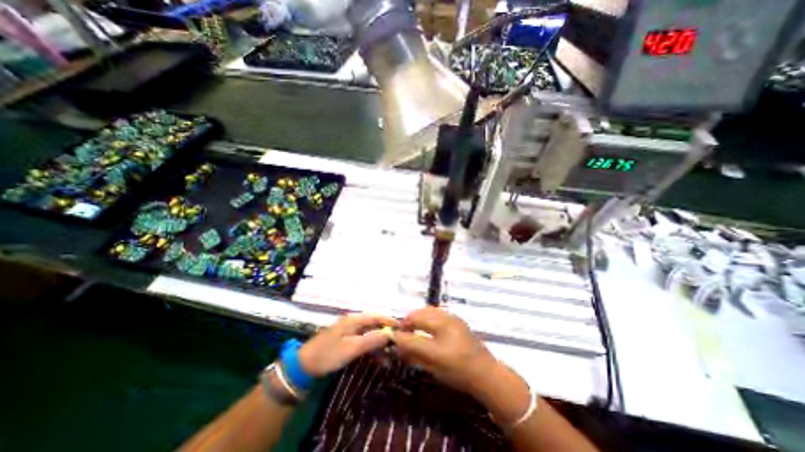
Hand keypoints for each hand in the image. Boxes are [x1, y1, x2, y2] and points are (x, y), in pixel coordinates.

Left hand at [297, 313, 397, 375]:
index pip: (376, 316)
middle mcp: (353, 322)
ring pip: (369, 333)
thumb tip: (389, 334)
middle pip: (374, 324)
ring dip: (380, 341)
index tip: (402, 327)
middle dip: (386, 332)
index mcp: (354, 320)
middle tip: (398, 341)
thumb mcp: (351, 348)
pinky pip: (363, 341)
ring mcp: (349, 331)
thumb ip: (371, 340)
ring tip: (391, 352)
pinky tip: (378, 357)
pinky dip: (371, 347)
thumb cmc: (328, 354)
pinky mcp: (346, 340)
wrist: (304, 366)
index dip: (389, 320)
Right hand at [393, 307, 497, 394]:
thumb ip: (413, 354)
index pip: (412, 334)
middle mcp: (445, 323)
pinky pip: (437, 310)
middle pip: (418, 315)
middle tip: (403, 331)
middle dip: (407, 321)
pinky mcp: (456, 317)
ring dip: (417, 316)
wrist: (485, 372)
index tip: (393, 337)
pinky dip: (427, 314)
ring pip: (427, 309)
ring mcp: (452, 318)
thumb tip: (398, 345)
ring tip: (413, 325)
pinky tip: (427, 323)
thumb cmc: (458, 373)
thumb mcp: (433, 367)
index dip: (399, 335)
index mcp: (439, 339)